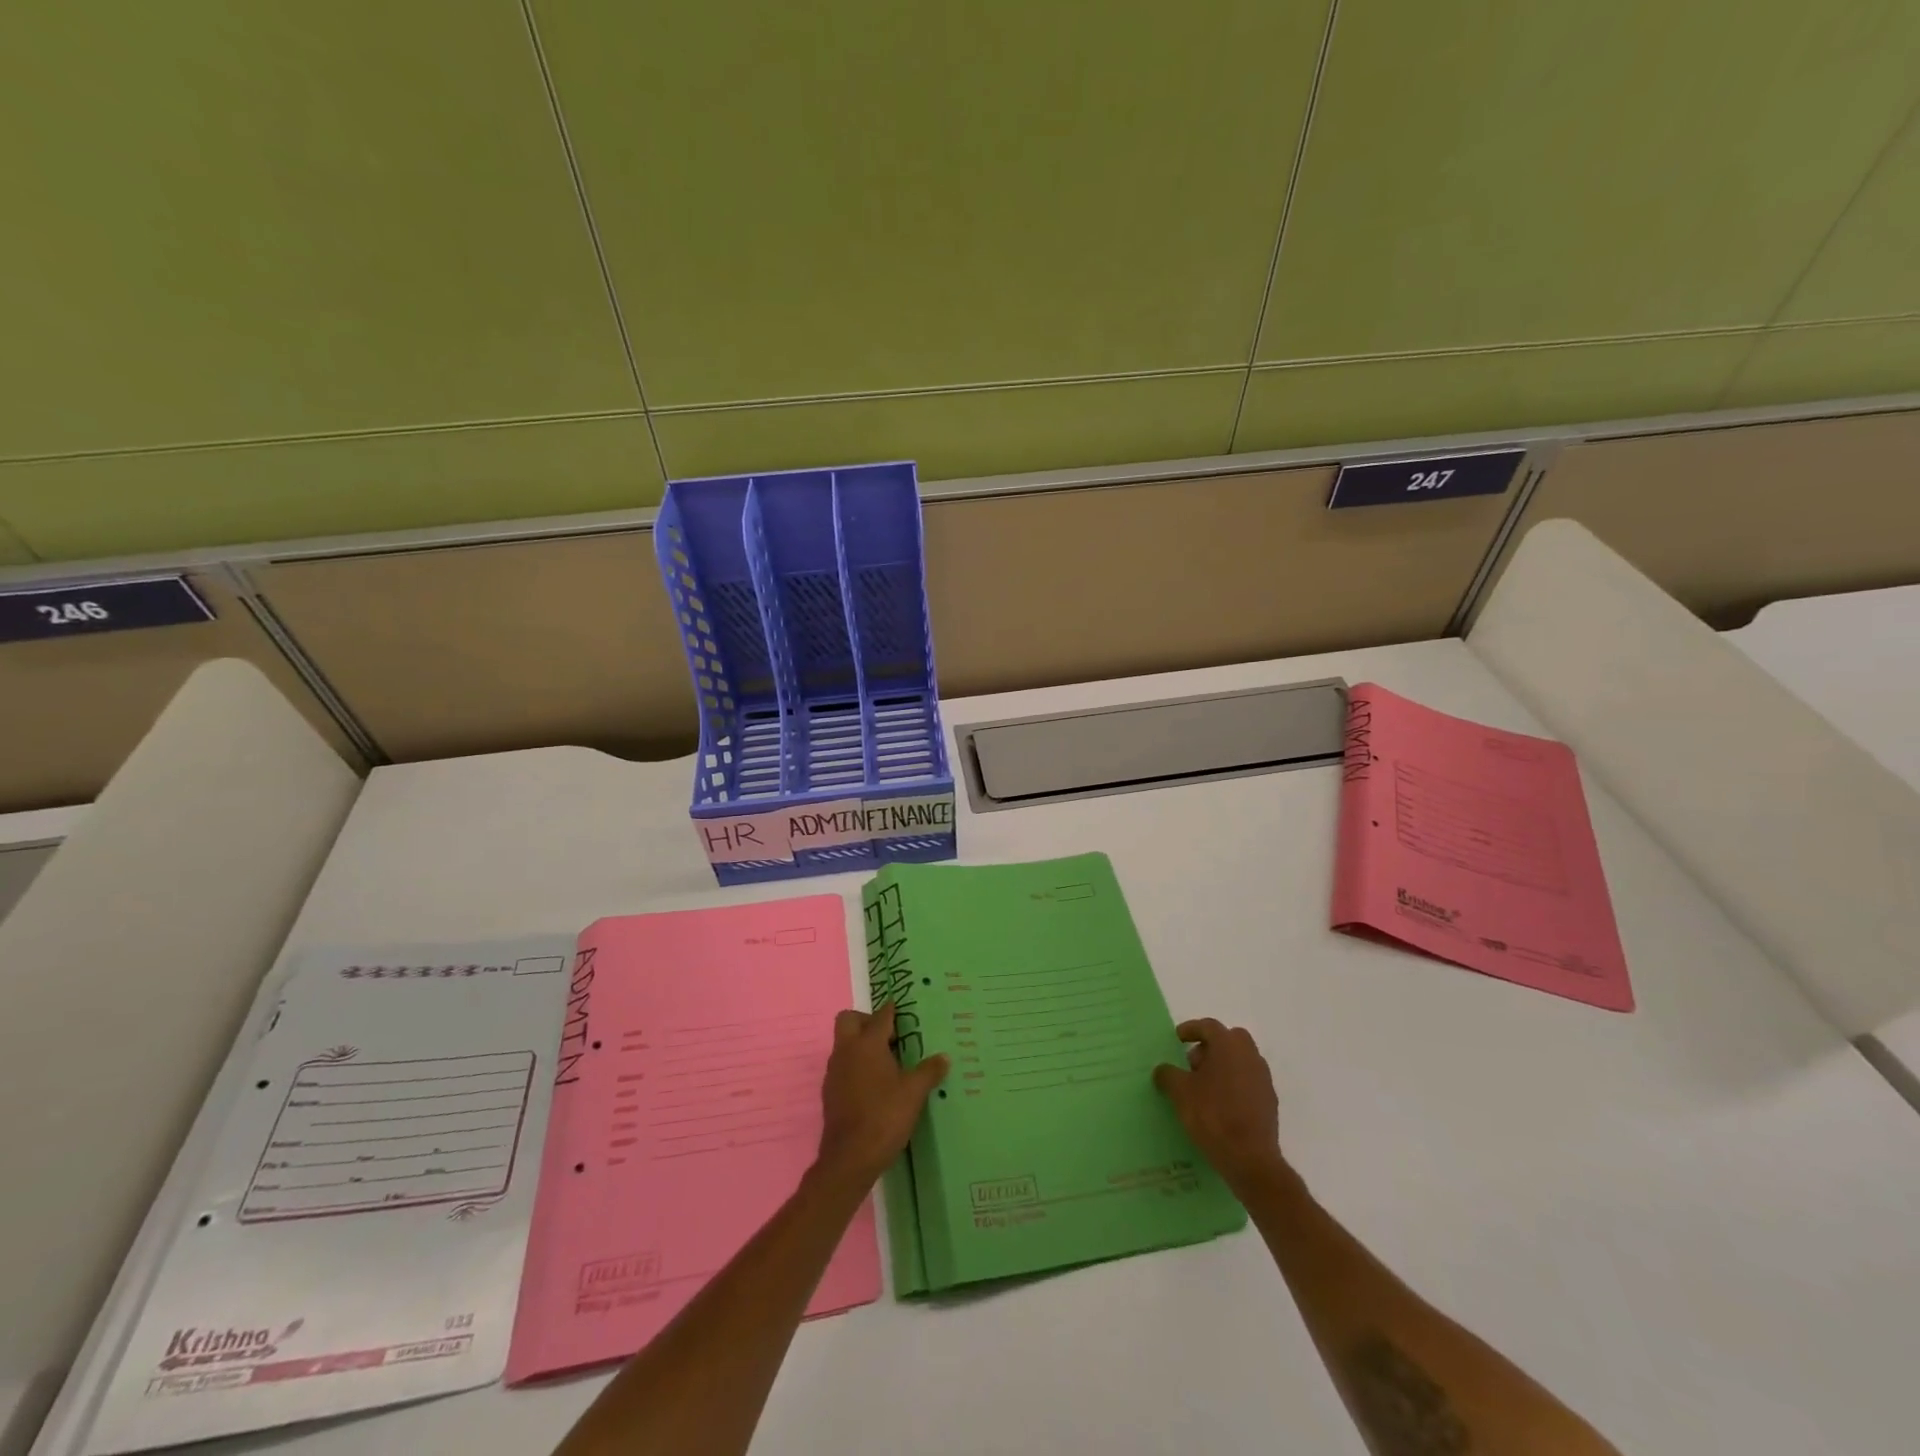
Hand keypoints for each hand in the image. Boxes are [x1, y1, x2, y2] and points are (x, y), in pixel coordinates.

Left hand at [815, 1003, 948, 1187]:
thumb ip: (929, 1071)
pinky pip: (843, 1066)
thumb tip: (944, 1058)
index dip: (892, 1010)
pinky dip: (856, 1066)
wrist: (850, 1158)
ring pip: (844, 1043)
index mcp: (867, 1044)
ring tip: (887, 1061)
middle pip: (849, 1020)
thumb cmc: (884, 1116)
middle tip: (890, 1036)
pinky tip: (875, 1084)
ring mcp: (834, 1072)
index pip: (880, 1016)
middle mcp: (846, 1051)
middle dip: (867, 1020)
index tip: (903, 1008)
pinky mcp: (830, 1092)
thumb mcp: (914, 1093)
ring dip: (861, 1044)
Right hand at [1154, 1018, 1284, 1192]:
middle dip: (1210, 1047)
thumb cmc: (1212, 1115)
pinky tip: (1221, 1105)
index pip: (1208, 1026)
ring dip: (1223, 1066)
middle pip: (1229, 1040)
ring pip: (1241, 1060)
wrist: (1250, 1159)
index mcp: (1228, 1045)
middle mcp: (1249, 1055)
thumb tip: (1163, 1070)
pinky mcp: (1269, 1101)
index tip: (1178, 1039)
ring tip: (1204, 1087)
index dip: (1190, 1030)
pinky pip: (1248, 1081)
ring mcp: (1263, 1079)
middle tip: (1193, 1064)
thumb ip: (1168, 1075)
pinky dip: (1234, 1084)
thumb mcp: (1180, 1092)